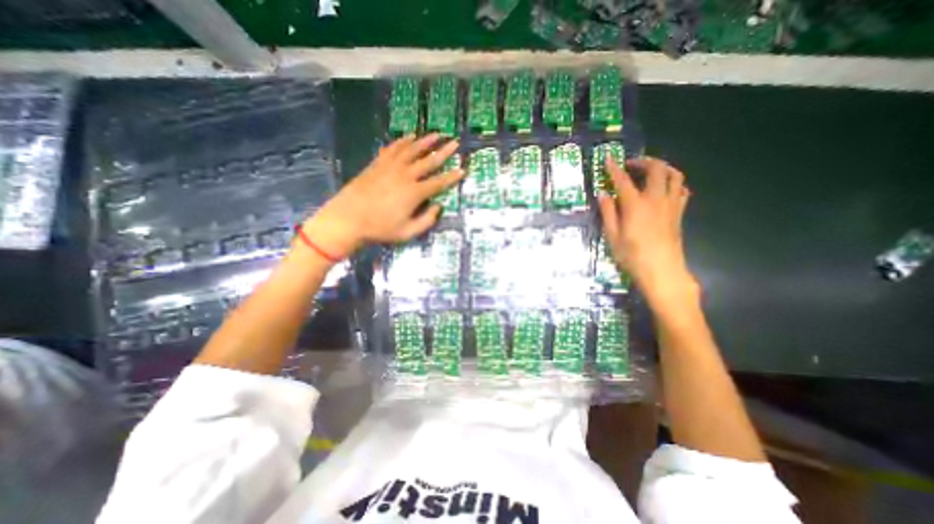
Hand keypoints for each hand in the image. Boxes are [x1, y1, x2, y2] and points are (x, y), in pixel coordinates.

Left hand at [301, 133, 459, 259]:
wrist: (348, 218)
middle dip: (444, 151)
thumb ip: (427, 221)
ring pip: (412, 149)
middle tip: (455, 142)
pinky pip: (393, 148)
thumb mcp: (408, 233)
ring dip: (425, 141)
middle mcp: (406, 175)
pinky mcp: (378, 163)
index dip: (453, 177)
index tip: (463, 169)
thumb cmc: (380, 229)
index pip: (439, 182)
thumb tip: (438, 207)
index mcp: (415, 193)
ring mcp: (391, 167)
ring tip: (436, 134)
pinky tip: (409, 136)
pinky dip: (403, 141)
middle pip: (429, 160)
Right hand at [602, 156, 695, 306]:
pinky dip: (673, 183)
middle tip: (631, 164)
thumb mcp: (612, 236)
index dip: (614, 168)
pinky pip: (682, 190)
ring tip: (650, 170)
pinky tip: (664, 188)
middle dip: (643, 161)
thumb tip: (602, 194)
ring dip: (662, 167)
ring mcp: (671, 205)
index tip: (608, 159)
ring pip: (674, 175)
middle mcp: (656, 199)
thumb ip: (608, 212)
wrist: (662, 271)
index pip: (623, 180)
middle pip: (656, 169)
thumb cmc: (632, 256)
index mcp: (635, 205)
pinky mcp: (679, 213)